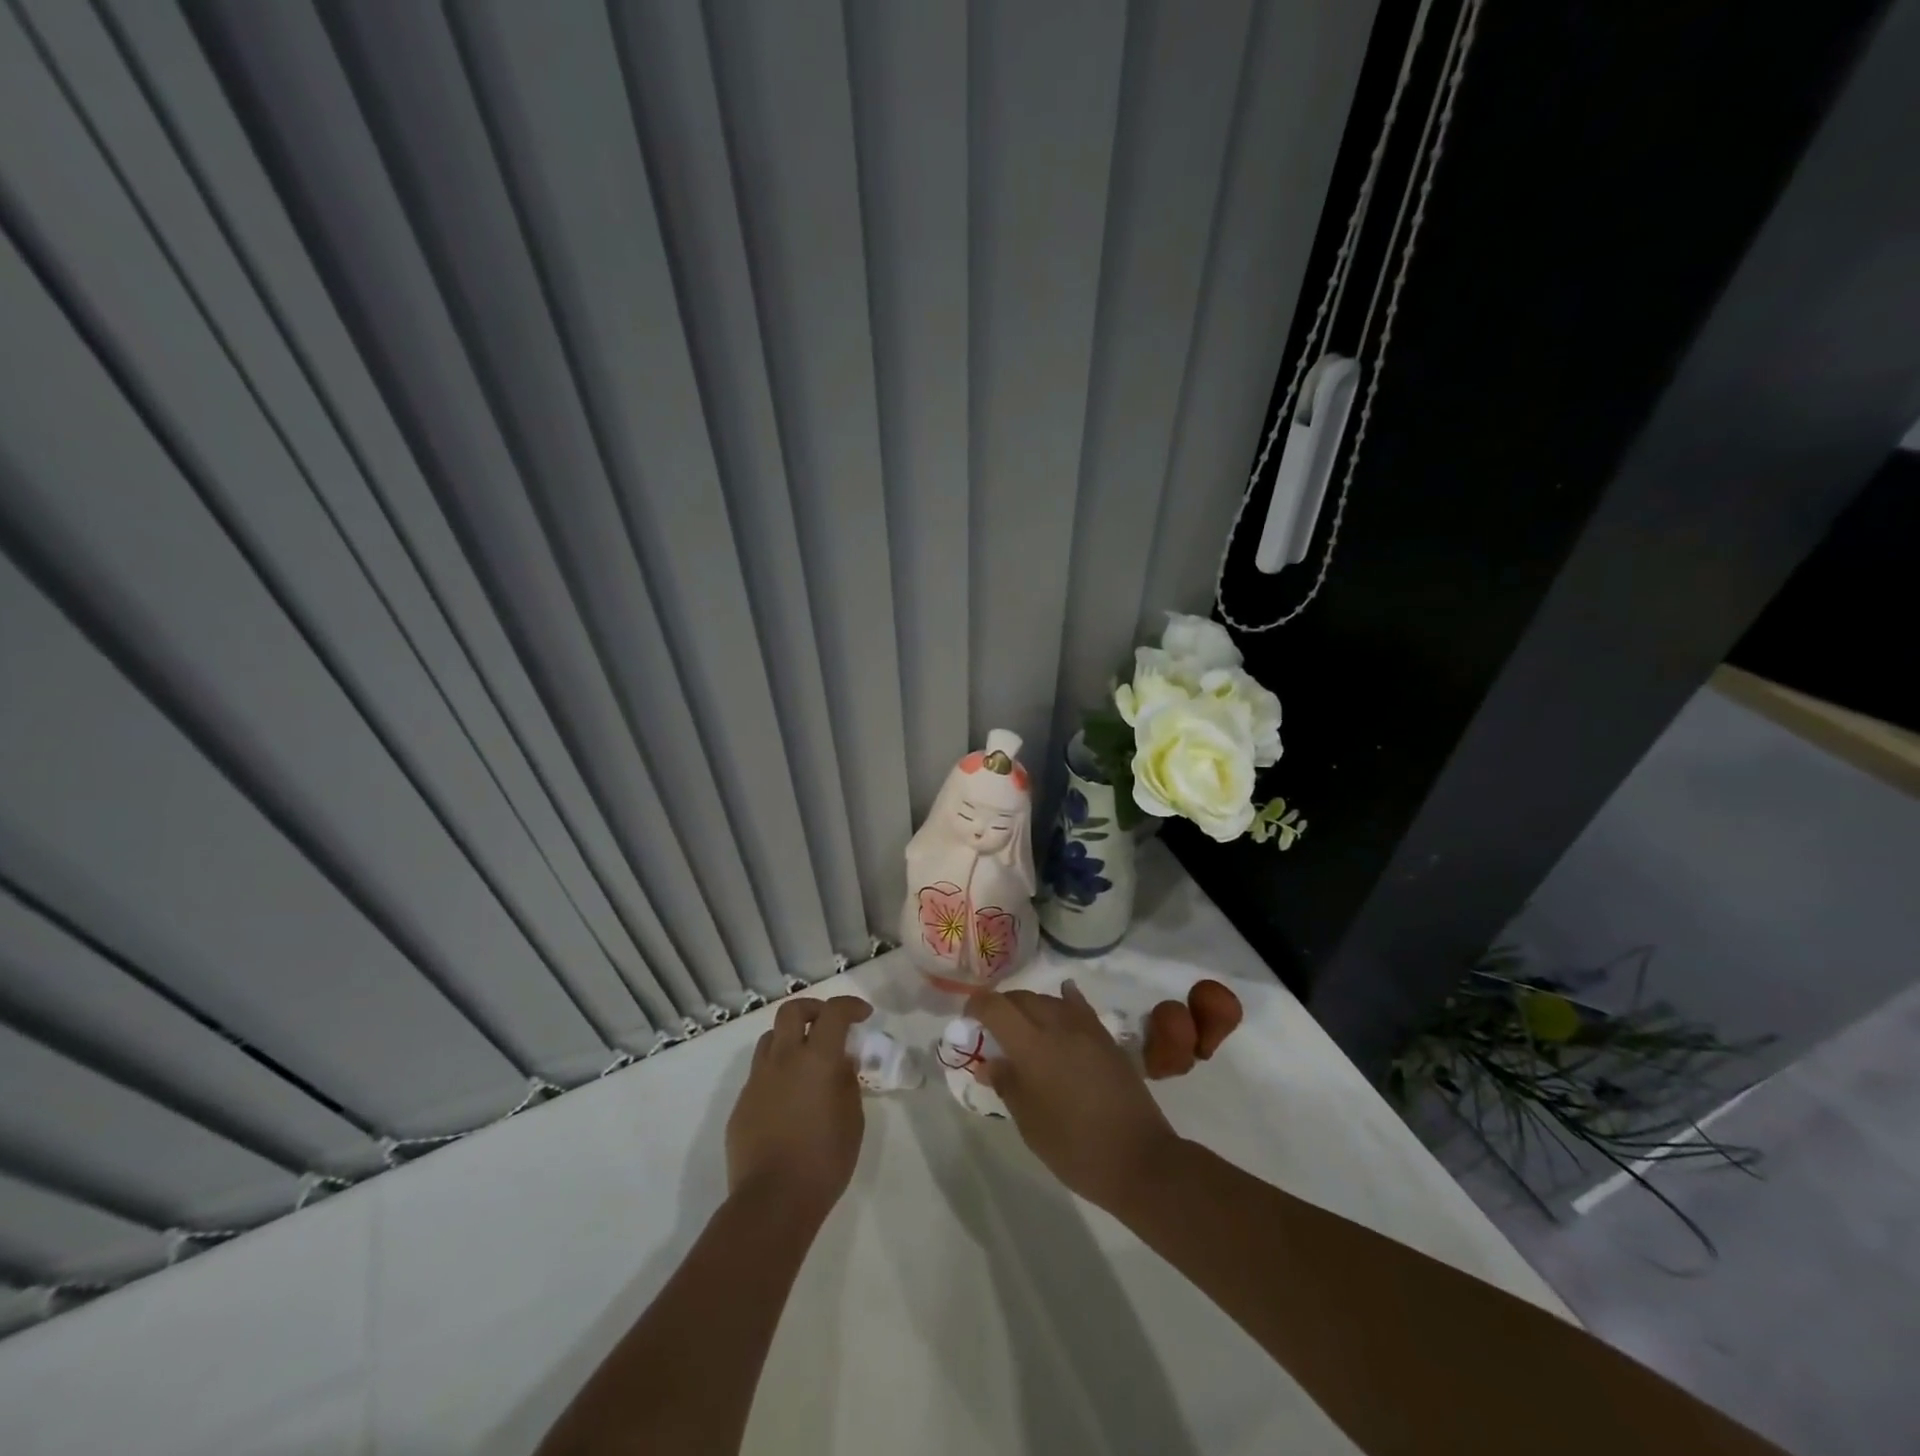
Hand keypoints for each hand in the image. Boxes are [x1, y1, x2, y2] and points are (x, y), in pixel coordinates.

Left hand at [726, 996, 872, 1218]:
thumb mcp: (852, 1119)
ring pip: (770, 1039)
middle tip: (829, 1025)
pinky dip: (777, 1072)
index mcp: (816, 1059)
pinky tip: (789, 1099)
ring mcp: (757, 1080)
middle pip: (792, 1011)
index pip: (833, 1013)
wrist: (772, 1201)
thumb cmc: (824, 1160)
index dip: (850, 1006)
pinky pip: (760, 1073)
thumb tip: (840, 1063)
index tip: (863, 1015)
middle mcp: (783, 1059)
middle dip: (813, 1010)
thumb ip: (847, 1082)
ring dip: (790, 1038)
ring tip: (806, 1061)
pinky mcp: (741, 1104)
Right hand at [965, 980, 1181, 1210]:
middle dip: (1003, 1006)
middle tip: (993, 1029)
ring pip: (1050, 1000)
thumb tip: (989, 1062)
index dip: (977, 1006)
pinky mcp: (1107, 1038)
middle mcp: (1058, 1026)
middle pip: (1023, 998)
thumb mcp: (1030, 1123)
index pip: (996, 1007)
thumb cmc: (1075, 1148)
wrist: (1139, 1159)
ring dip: (1031, 1007)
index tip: (968, 1018)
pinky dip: (1065, 1001)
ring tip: (1024, 1028)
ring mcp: (1087, 1029)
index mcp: (1032, 1046)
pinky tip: (1064, 1000)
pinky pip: (1080, 1007)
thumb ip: (1007, 1085)